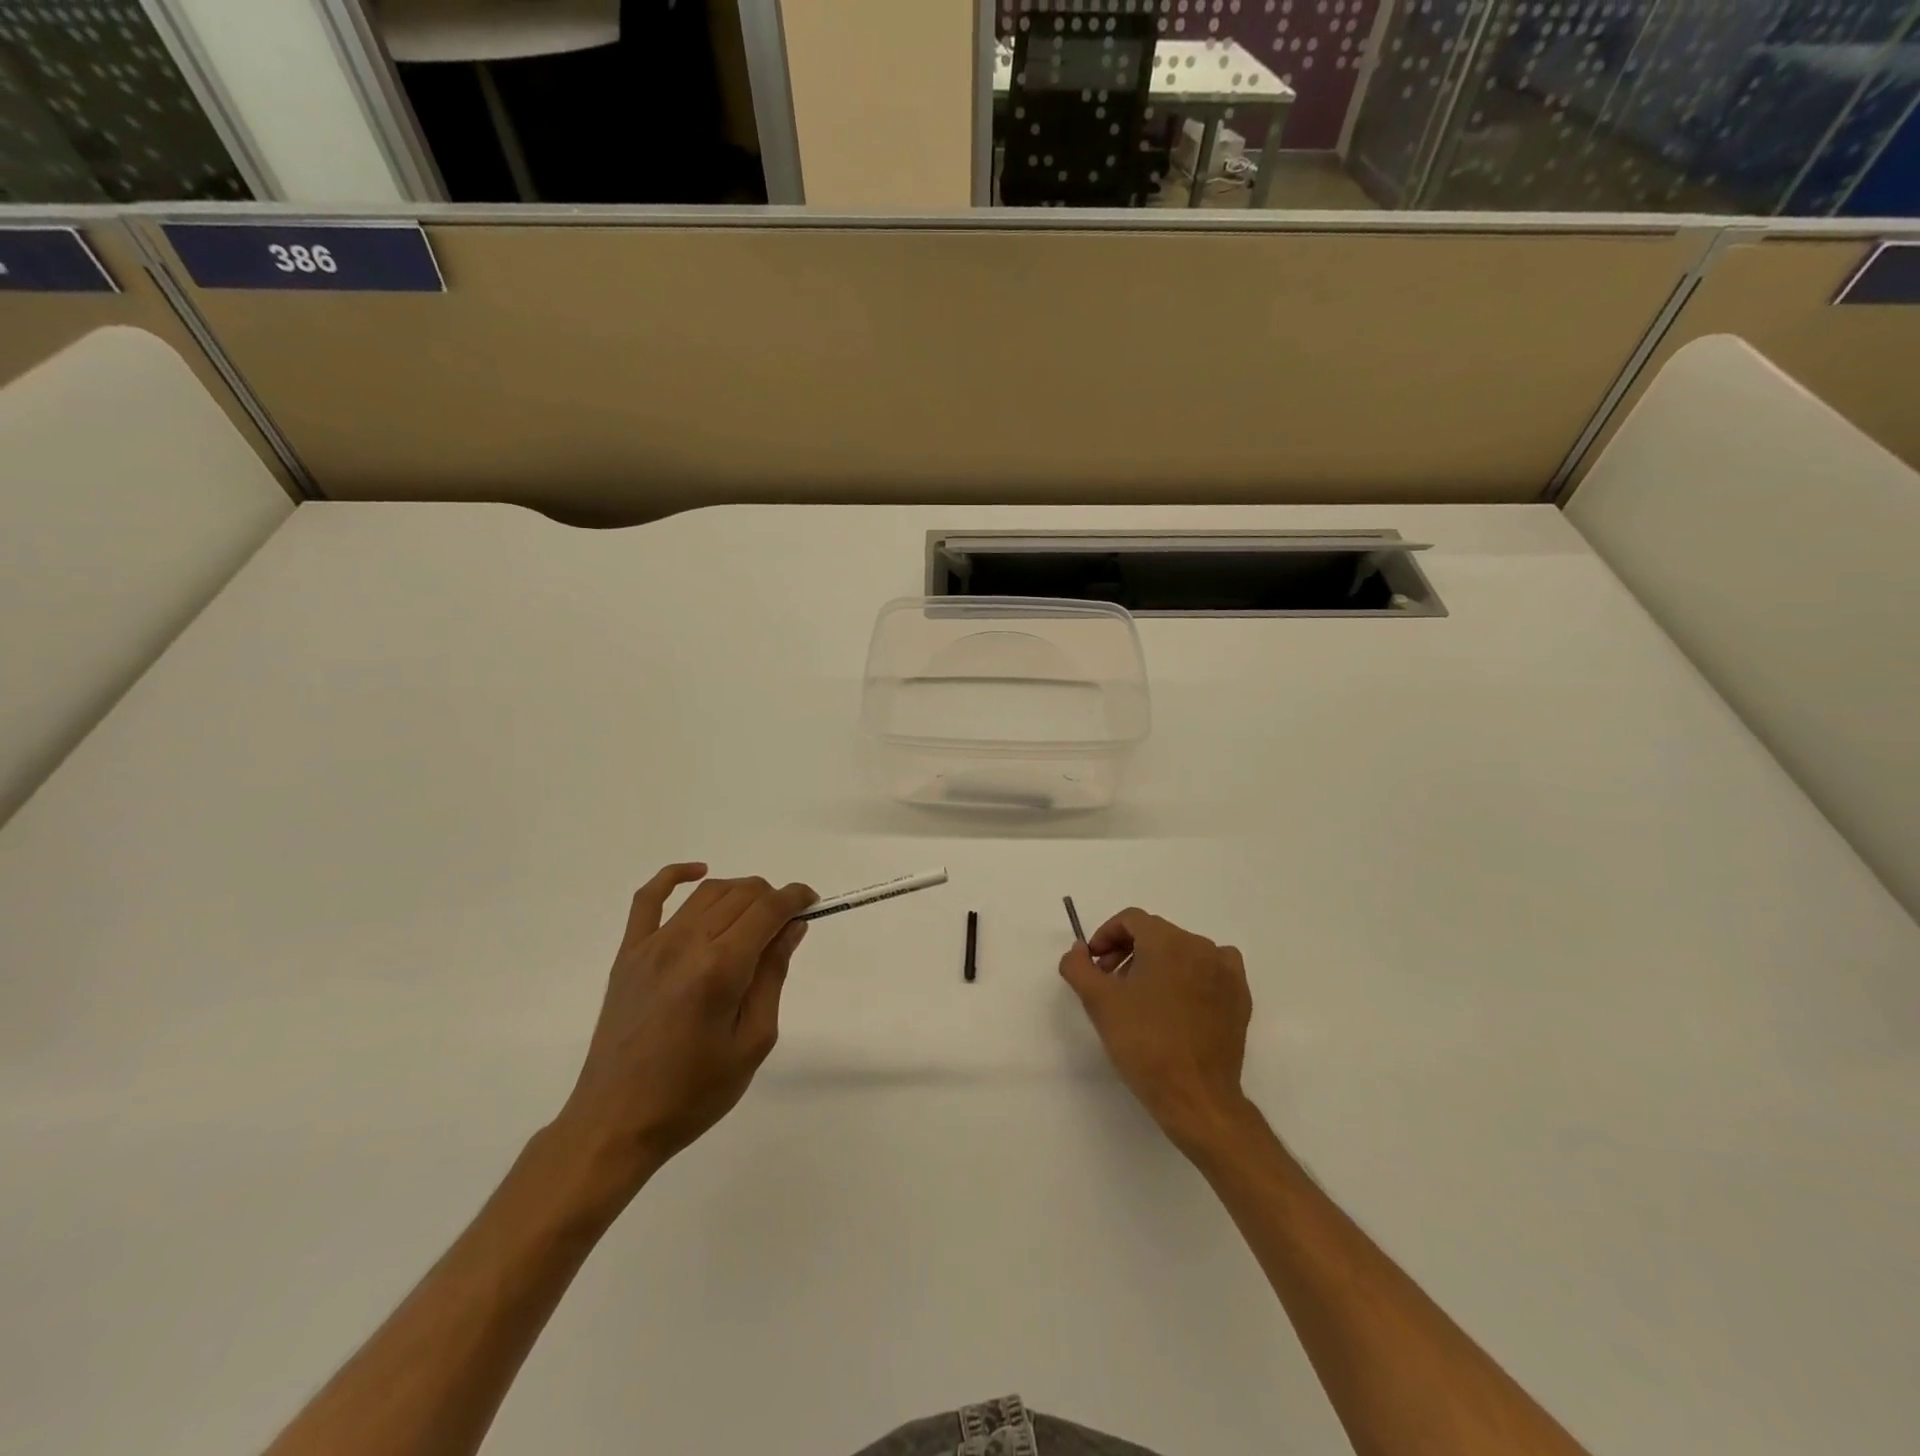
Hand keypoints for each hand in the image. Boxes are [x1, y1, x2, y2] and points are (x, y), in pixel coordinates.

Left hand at [554, 864, 814, 1190]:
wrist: (617, 1122)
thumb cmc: (694, 1092)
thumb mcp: (753, 1041)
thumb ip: (772, 976)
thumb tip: (791, 928)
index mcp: (721, 968)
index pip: (768, 909)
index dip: (796, 898)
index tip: (812, 904)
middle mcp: (686, 944)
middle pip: (741, 894)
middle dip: (772, 898)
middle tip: (785, 926)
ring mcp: (652, 945)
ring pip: (706, 893)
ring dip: (739, 892)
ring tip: (754, 916)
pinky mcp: (629, 954)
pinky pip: (648, 898)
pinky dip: (674, 875)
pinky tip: (697, 871)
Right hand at [1059, 908, 1253, 1152]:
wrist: (1196, 1096)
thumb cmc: (1144, 1043)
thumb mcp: (1099, 1002)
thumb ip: (1079, 966)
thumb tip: (1079, 949)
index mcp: (1167, 941)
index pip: (1131, 920)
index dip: (1106, 936)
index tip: (1094, 964)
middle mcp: (1200, 946)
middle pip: (1156, 934)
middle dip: (1128, 951)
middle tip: (1111, 983)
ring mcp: (1225, 971)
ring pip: (1182, 951)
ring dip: (1157, 964)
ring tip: (1142, 998)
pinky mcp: (1240, 996)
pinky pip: (1211, 969)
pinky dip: (1191, 975)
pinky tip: (1179, 1002)